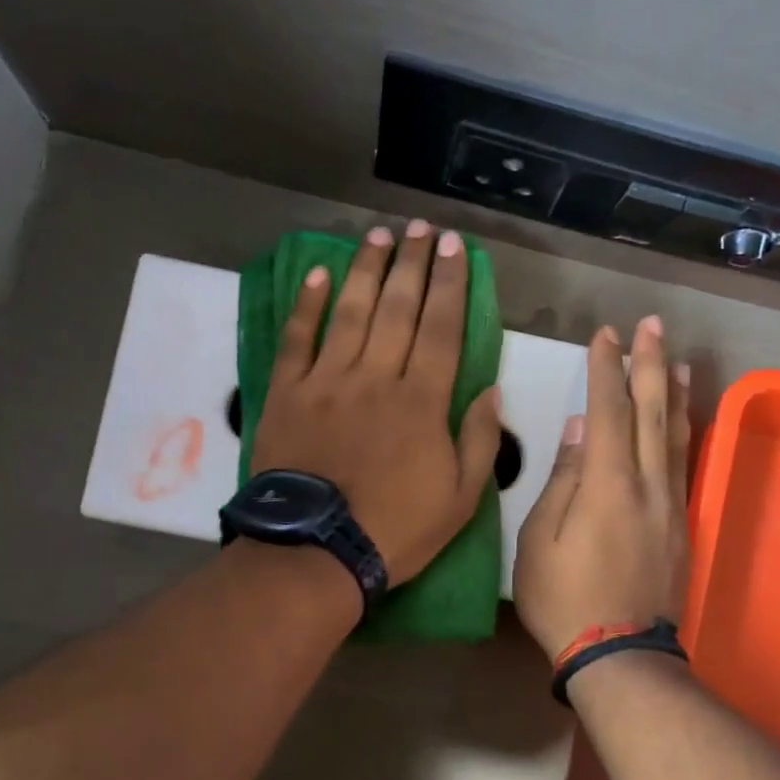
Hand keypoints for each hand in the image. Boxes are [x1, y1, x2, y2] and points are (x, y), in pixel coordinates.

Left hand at [251, 220, 501, 583]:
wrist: (317, 552)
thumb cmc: (395, 529)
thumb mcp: (460, 499)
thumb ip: (480, 441)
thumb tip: (491, 390)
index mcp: (422, 402)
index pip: (442, 329)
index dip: (450, 284)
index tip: (455, 248)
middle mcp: (376, 377)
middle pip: (398, 308)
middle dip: (413, 263)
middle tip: (421, 228)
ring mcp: (327, 382)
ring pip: (350, 311)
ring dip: (366, 269)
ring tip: (379, 235)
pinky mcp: (287, 393)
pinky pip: (297, 339)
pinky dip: (307, 304)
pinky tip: (318, 274)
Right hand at [514, 317, 691, 659]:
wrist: (619, 655)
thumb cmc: (564, 597)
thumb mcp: (541, 539)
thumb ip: (563, 479)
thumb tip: (578, 428)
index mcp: (608, 484)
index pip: (608, 411)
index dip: (607, 369)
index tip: (606, 335)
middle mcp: (648, 485)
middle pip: (652, 412)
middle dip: (650, 364)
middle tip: (652, 325)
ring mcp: (671, 505)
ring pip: (676, 435)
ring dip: (676, 392)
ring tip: (678, 358)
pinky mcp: (681, 525)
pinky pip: (683, 463)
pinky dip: (684, 431)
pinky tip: (682, 420)